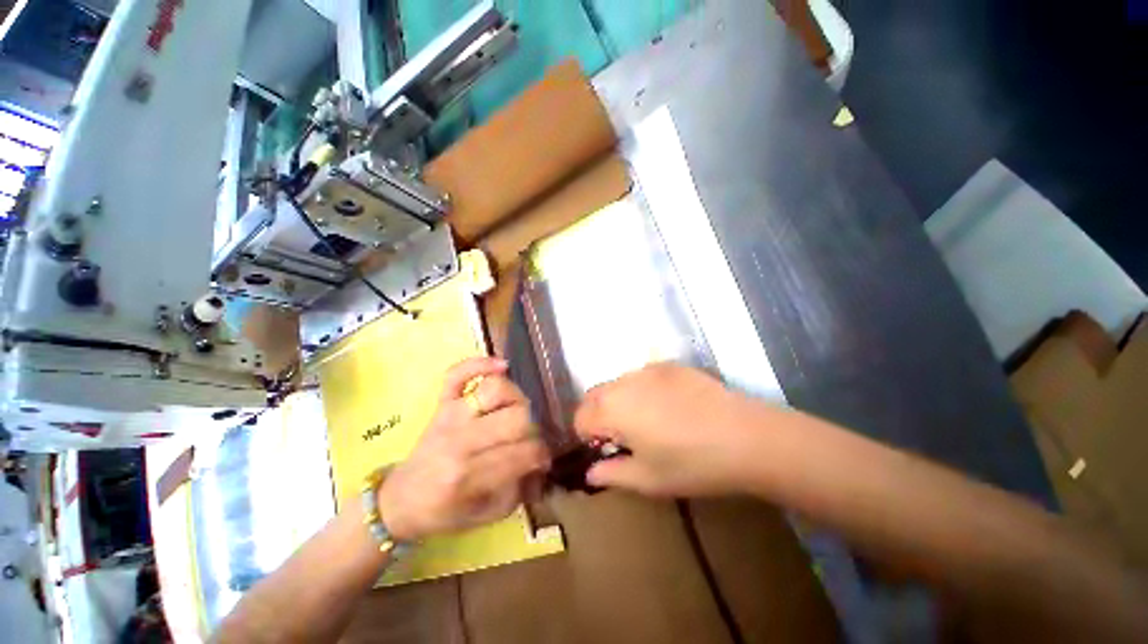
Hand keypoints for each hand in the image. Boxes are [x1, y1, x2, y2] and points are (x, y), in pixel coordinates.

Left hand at [379, 357, 548, 540]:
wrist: (401, 501)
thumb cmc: (446, 511)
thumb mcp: (488, 514)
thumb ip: (520, 491)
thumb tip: (542, 464)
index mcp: (470, 476)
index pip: (525, 452)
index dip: (542, 455)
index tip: (542, 460)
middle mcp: (460, 441)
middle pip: (517, 417)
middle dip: (531, 429)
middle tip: (526, 440)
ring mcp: (449, 415)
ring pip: (496, 389)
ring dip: (515, 398)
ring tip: (514, 411)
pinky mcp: (442, 402)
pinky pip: (459, 372)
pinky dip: (481, 363)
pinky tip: (502, 367)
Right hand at [574, 363, 772, 496]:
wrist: (745, 436)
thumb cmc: (691, 463)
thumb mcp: (648, 479)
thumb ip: (612, 474)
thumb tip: (591, 473)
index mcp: (612, 409)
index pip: (580, 417)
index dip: (586, 436)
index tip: (606, 449)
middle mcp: (624, 382)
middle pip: (594, 395)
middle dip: (598, 415)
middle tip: (623, 436)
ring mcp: (648, 369)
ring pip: (618, 383)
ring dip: (619, 400)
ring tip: (648, 421)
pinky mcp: (670, 365)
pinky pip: (643, 376)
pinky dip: (642, 390)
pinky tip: (670, 407)